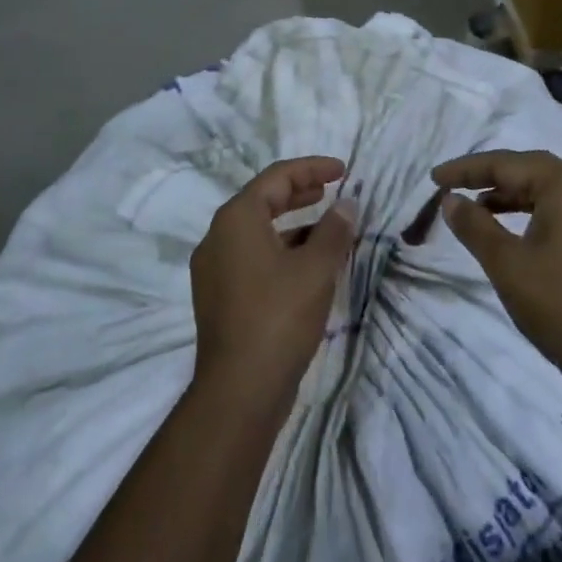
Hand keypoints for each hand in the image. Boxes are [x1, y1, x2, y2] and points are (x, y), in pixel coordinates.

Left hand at [190, 157, 357, 403]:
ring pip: (258, 231)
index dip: (312, 168)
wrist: (238, 393)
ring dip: (292, 224)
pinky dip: (280, 250)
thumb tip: (346, 205)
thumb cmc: (278, 317)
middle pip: (263, 200)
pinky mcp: (219, 298)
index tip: (342, 170)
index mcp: (236, 219)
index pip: (277, 177)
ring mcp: (214, 269)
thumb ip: (334, 231)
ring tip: (327, 229)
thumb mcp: (316, 269)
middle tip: (330, 190)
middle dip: (299, 192)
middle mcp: (218, 237)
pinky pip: (252, 257)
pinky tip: (306, 267)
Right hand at [432, 150, 561, 394]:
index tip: (435, 177)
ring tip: (475, 206)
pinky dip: (529, 210)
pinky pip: (558, 208)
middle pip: (528, 169)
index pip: (507, 164)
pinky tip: (508, 225)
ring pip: (544, 189)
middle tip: (454, 183)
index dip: (467, 169)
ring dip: (508, 193)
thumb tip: (450, 199)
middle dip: (488, 174)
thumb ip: (474, 225)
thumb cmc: (558, 303)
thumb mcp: (506, 264)